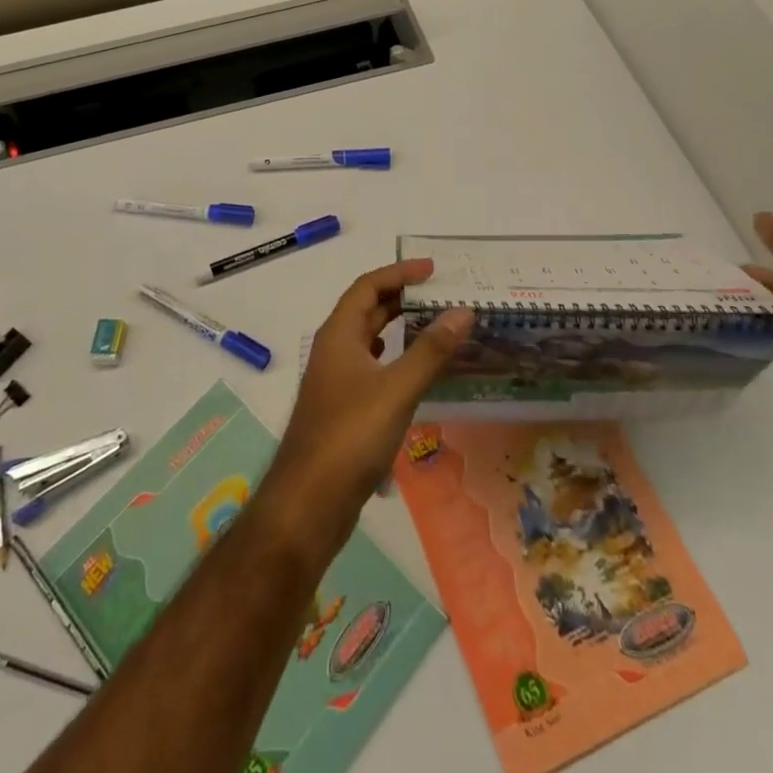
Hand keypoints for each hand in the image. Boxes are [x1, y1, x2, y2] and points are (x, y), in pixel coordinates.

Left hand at [262, 260, 473, 551]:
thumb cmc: (350, 436)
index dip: (399, 272)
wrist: (309, 502)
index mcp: (339, 335)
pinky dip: (393, 358)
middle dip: (401, 296)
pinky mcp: (343, 408)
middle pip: (367, 309)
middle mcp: (334, 350)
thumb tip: (462, 311)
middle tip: (439, 294)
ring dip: (397, 326)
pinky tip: (413, 370)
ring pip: (368, 340)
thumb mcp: (397, 390)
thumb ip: (430, 351)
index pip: (367, 286)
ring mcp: (336, 381)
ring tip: (434, 324)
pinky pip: (371, 367)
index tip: (433, 270)